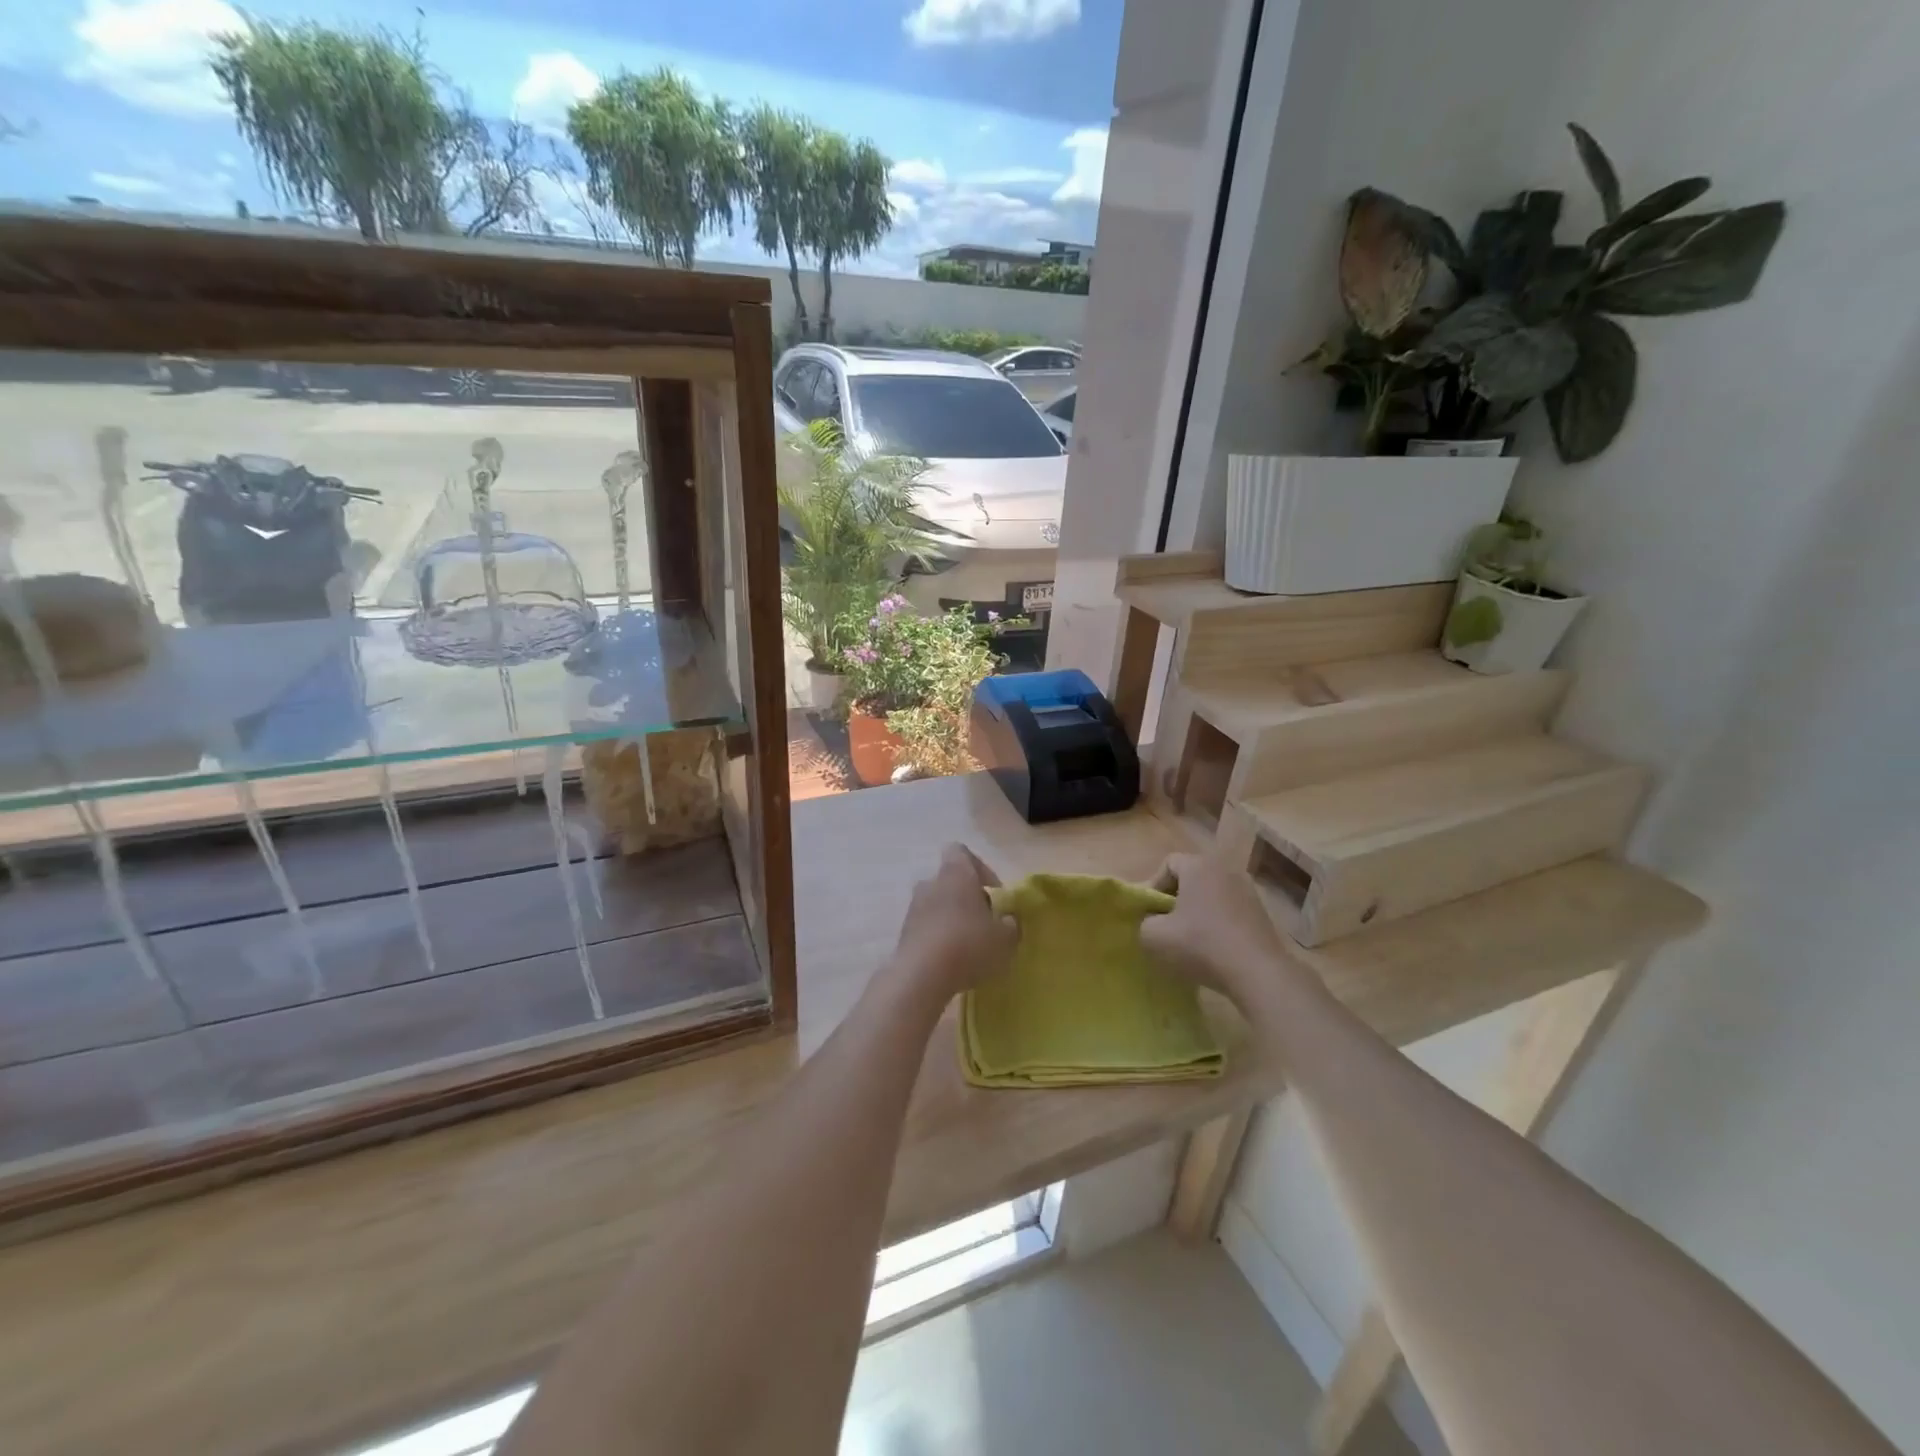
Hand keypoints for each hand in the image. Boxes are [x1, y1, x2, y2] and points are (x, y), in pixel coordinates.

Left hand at [888, 844, 1017, 1008]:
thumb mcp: (1005, 938)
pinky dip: (939, 937)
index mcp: (955, 873)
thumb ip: (1010, 924)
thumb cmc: (968, 944)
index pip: (961, 852)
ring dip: (952, 919)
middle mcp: (930, 882)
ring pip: (937, 904)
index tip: (994, 892)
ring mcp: (913, 907)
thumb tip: (1007, 920)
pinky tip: (952, 960)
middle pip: (950, 880)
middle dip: (968, 898)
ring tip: (969, 946)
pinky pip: (926, 926)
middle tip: (985, 922)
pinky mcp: (903, 933)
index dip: (980, 868)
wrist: (921, 976)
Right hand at [1140, 853, 1297, 1010]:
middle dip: (1175, 898)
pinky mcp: (1262, 912)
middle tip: (1166, 924)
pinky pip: (1230, 909)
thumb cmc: (1202, 945)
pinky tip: (1214, 947)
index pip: (1168, 864)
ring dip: (1198, 911)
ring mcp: (1248, 890)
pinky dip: (1218, 922)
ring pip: (1212, 894)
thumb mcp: (1155, 937)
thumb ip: (1144, 922)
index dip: (1153, 885)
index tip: (1150, 912)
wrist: (1258, 973)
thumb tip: (1152, 921)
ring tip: (1190, 938)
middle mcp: (1225, 869)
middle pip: (1191, 877)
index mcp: (1199, 866)